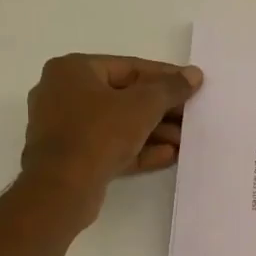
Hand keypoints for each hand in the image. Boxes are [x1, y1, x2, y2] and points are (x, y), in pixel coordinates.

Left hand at [18, 54, 203, 222]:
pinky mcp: (71, 157)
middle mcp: (63, 93)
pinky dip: (138, 149)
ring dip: (154, 132)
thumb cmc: (99, 133)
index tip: (193, 86)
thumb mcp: (142, 106)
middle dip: (162, 110)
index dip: (166, 77)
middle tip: (191, 117)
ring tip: (184, 141)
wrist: (62, 188)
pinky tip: (168, 156)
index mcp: (73, 70)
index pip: (129, 67)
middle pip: (124, 97)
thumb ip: (170, 88)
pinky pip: (110, 146)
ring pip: (118, 124)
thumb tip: (193, 74)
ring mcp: (65, 127)